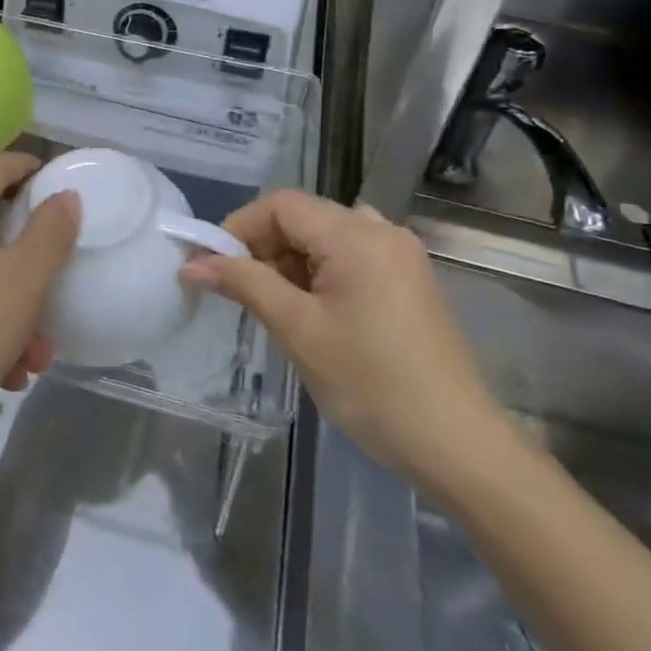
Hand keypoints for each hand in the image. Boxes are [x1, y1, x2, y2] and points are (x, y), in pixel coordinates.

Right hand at [185, 192, 508, 485]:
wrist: (458, 446)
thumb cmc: (371, 384)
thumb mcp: (298, 330)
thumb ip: (244, 284)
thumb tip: (193, 263)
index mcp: (357, 236)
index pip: (281, 205)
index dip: (239, 227)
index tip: (214, 266)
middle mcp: (382, 232)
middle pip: (303, 217)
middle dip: (263, 247)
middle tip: (238, 290)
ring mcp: (400, 256)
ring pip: (324, 237)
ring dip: (289, 261)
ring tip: (272, 304)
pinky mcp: (408, 280)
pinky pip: (349, 256)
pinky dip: (318, 272)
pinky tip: (311, 311)